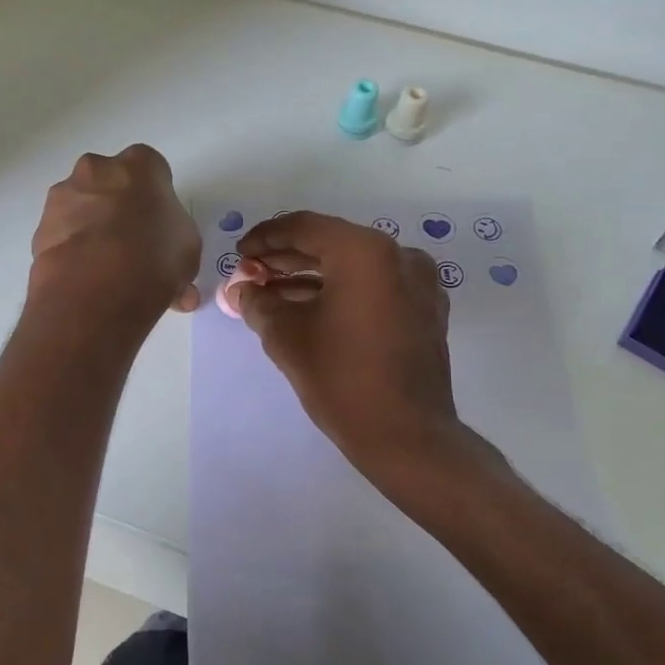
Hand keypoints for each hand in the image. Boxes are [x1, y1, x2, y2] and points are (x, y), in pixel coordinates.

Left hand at [28, 145, 200, 322]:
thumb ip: (176, 242)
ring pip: (83, 208)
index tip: (159, 223)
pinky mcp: (41, 228)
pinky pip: (64, 235)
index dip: (156, 197)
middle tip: (133, 244)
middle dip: (119, 207)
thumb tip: (169, 262)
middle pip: (110, 183)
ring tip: (108, 271)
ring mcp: (63, 197)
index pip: (151, 169)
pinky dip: (74, 251)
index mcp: (138, 165)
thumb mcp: (188, 249)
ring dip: (93, 230)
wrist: (96, 290)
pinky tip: (87, 280)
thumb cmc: (154, 257)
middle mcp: (96, 169)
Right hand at [231, 212, 464, 476]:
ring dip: (312, 275)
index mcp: (365, 252)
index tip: (240, 254)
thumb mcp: (287, 337)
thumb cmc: (342, 380)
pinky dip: (342, 290)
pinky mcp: (424, 308)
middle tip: (251, 273)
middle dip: (287, 257)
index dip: (266, 238)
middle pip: (331, 243)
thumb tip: (241, 289)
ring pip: (354, 265)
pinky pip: (375, 286)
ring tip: (272, 292)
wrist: (406, 436)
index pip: (305, 228)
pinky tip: (309, 307)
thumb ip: (258, 303)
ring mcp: (418, 282)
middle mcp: (398, 255)